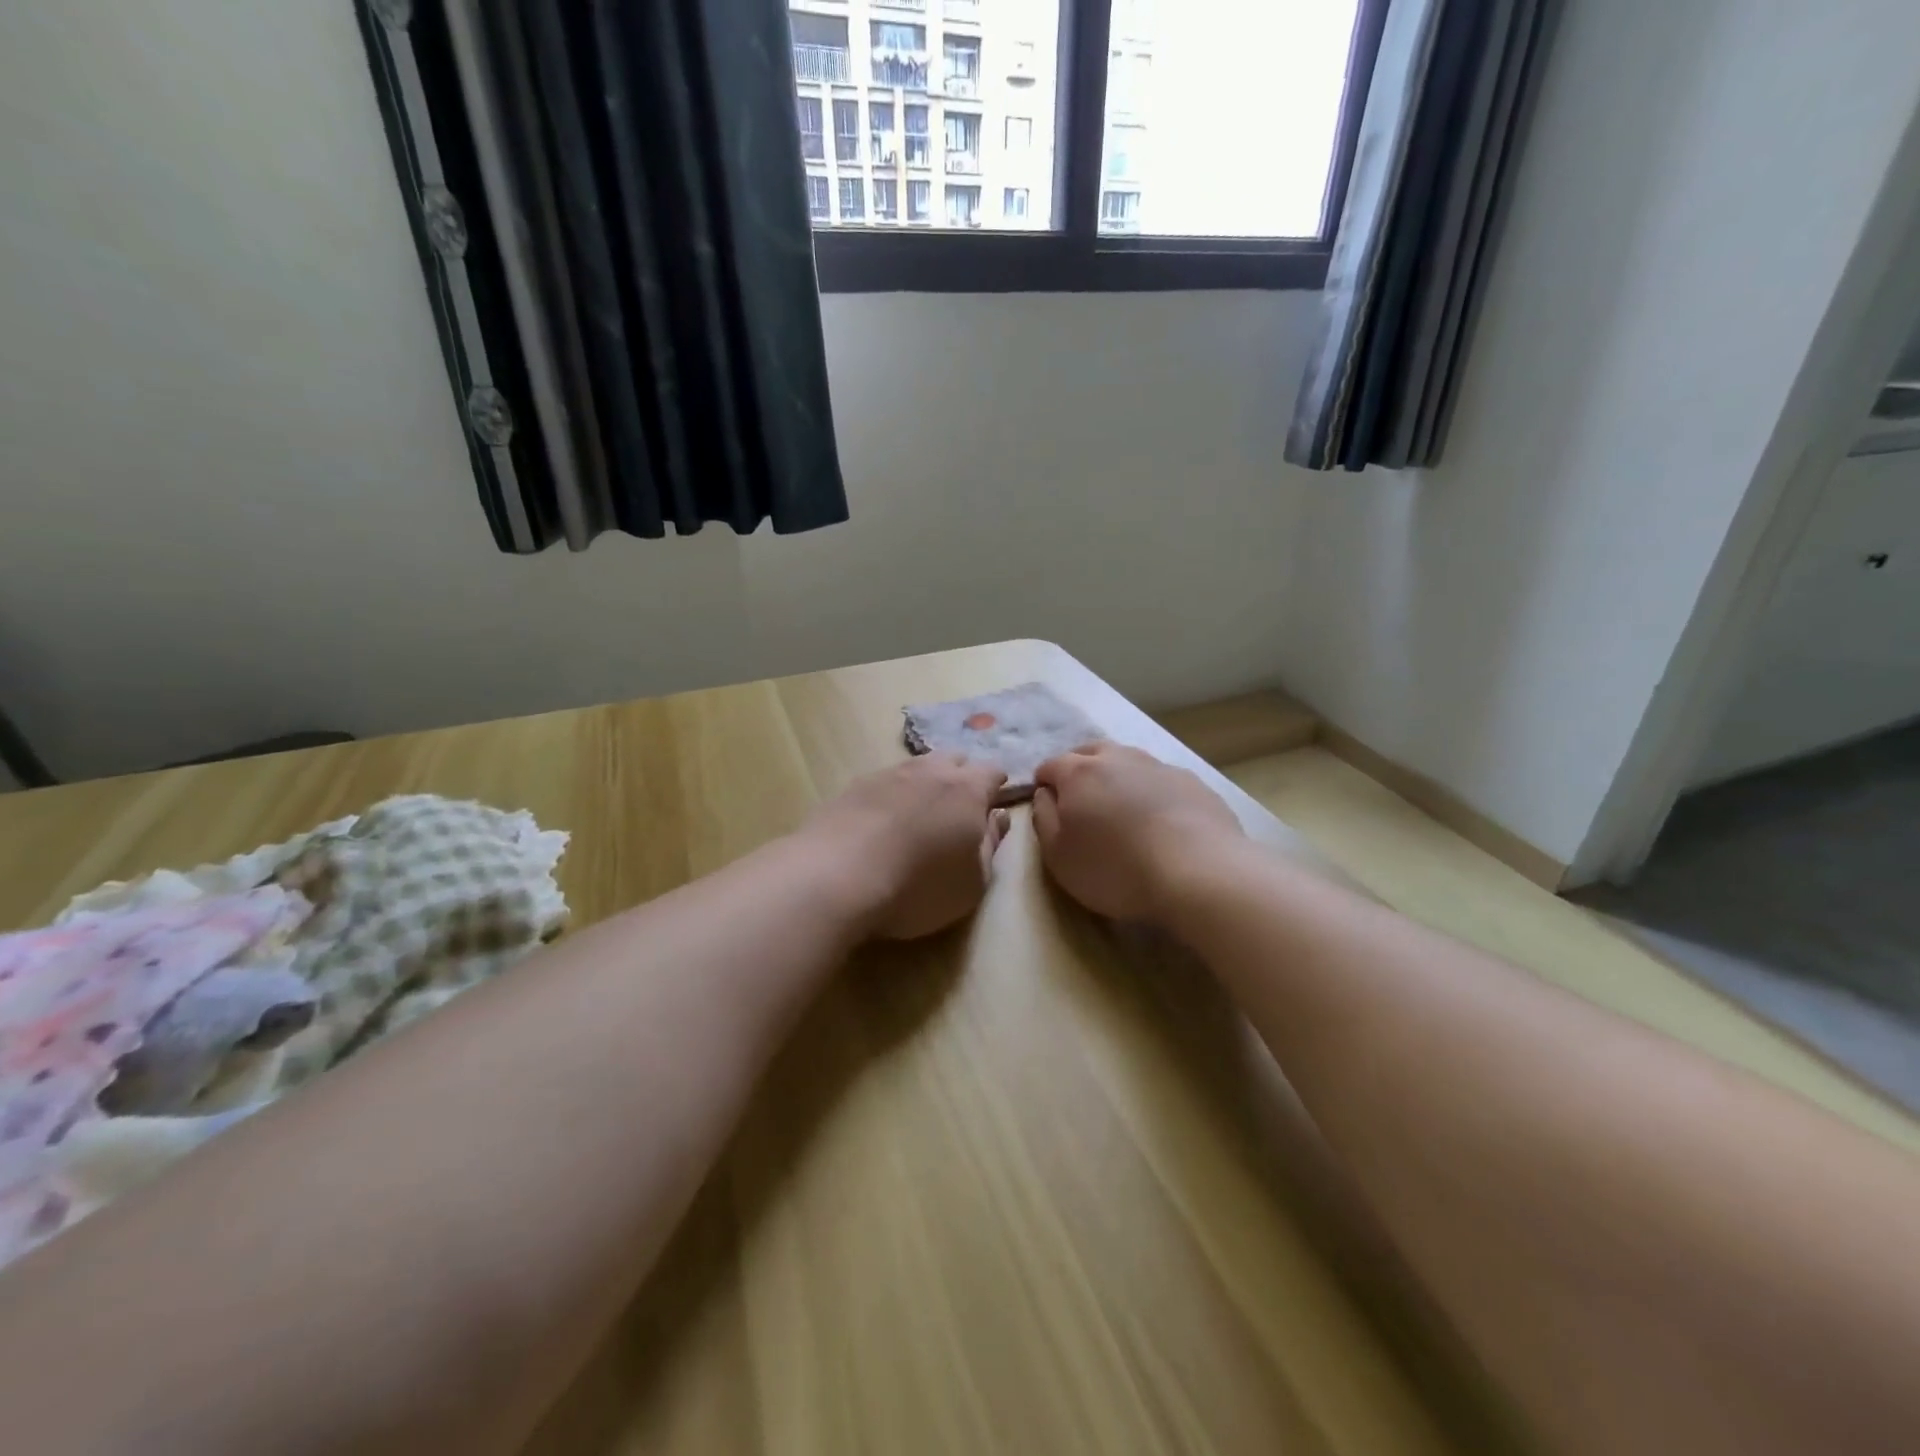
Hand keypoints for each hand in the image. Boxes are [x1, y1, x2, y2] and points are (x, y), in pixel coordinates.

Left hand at [803, 754, 1011, 940]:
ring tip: (918, 816)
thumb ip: (990, 845)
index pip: (993, 771)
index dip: (997, 787)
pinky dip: (890, 797)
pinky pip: (884, 783)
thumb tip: (997, 817)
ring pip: (916, 768)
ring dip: (924, 784)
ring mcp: (888, 774)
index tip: (992, 807)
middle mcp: (929, 771)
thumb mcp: (972, 882)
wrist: (835, 878)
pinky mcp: (853, 786)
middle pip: (954, 759)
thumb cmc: (918, 887)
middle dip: (961, 777)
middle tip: (957, 810)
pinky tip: (881, 823)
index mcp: (967, 790)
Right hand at [1032, 742, 1243, 923]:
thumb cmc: (1115, 868)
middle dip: (1078, 768)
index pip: (1050, 765)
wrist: (1198, 872)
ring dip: (1118, 776)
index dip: (1043, 783)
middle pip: (1090, 752)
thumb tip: (1044, 795)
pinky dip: (1151, 792)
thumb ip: (1044, 819)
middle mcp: (1118, 758)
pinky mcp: (1193, 782)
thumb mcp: (1059, 856)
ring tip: (1121, 807)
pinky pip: (1161, 779)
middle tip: (1080, 799)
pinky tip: (1160, 819)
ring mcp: (1159, 766)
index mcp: (1079, 773)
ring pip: (1128, 761)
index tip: (1047, 804)